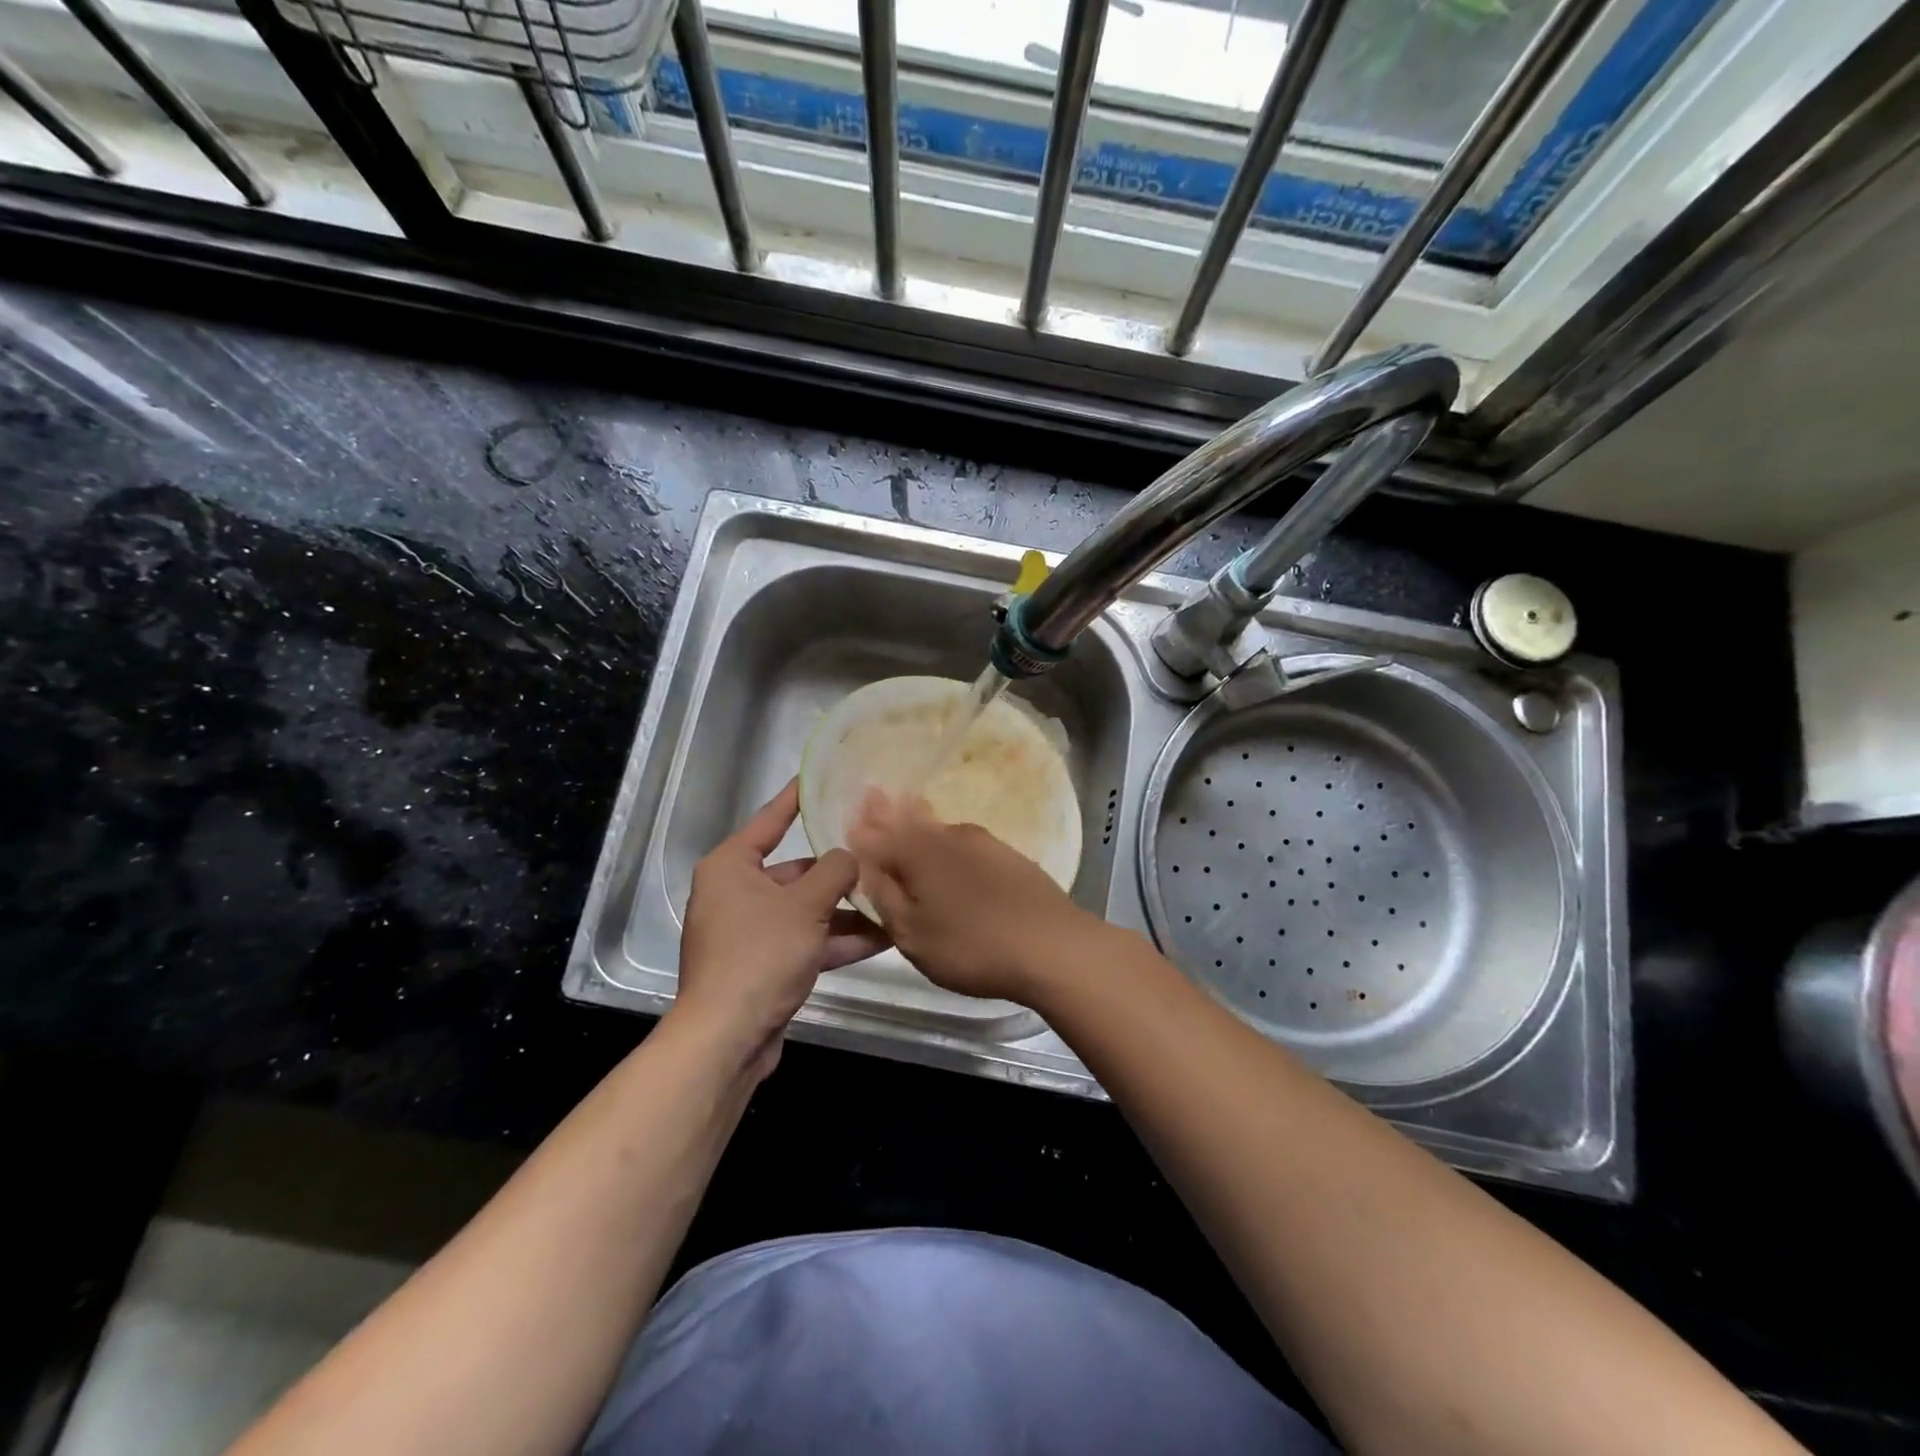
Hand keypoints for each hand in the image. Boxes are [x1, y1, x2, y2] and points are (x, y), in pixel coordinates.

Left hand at [675, 780, 889, 1076]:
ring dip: (847, 910)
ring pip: (807, 910)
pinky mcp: (765, 964)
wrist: (728, 1037)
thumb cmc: (760, 953)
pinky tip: (883, 938)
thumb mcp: (806, 904)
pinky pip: (806, 940)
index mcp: (732, 866)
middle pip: (797, 871)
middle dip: (840, 871)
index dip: (797, 797)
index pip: (771, 819)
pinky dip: (837, 939)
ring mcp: (751, 932)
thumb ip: (835, 871)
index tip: (820, 777)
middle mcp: (737, 893)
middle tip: (881, 853)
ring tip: (893, 899)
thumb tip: (850, 856)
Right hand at [846, 788, 1104, 1004]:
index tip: (851, 811)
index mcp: (917, 852)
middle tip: (874, 797)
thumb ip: (884, 896)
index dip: (862, 825)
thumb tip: (865, 865)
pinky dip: (947, 842)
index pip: (878, 832)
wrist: (1053, 946)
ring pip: (939, 829)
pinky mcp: (1008, 857)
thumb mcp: (912, 934)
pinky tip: (950, 851)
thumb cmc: (971, 946)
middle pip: (910, 820)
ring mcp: (983, 843)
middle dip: (889, 812)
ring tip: (907, 813)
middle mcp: (948, 836)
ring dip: (919, 823)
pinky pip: (964, 843)